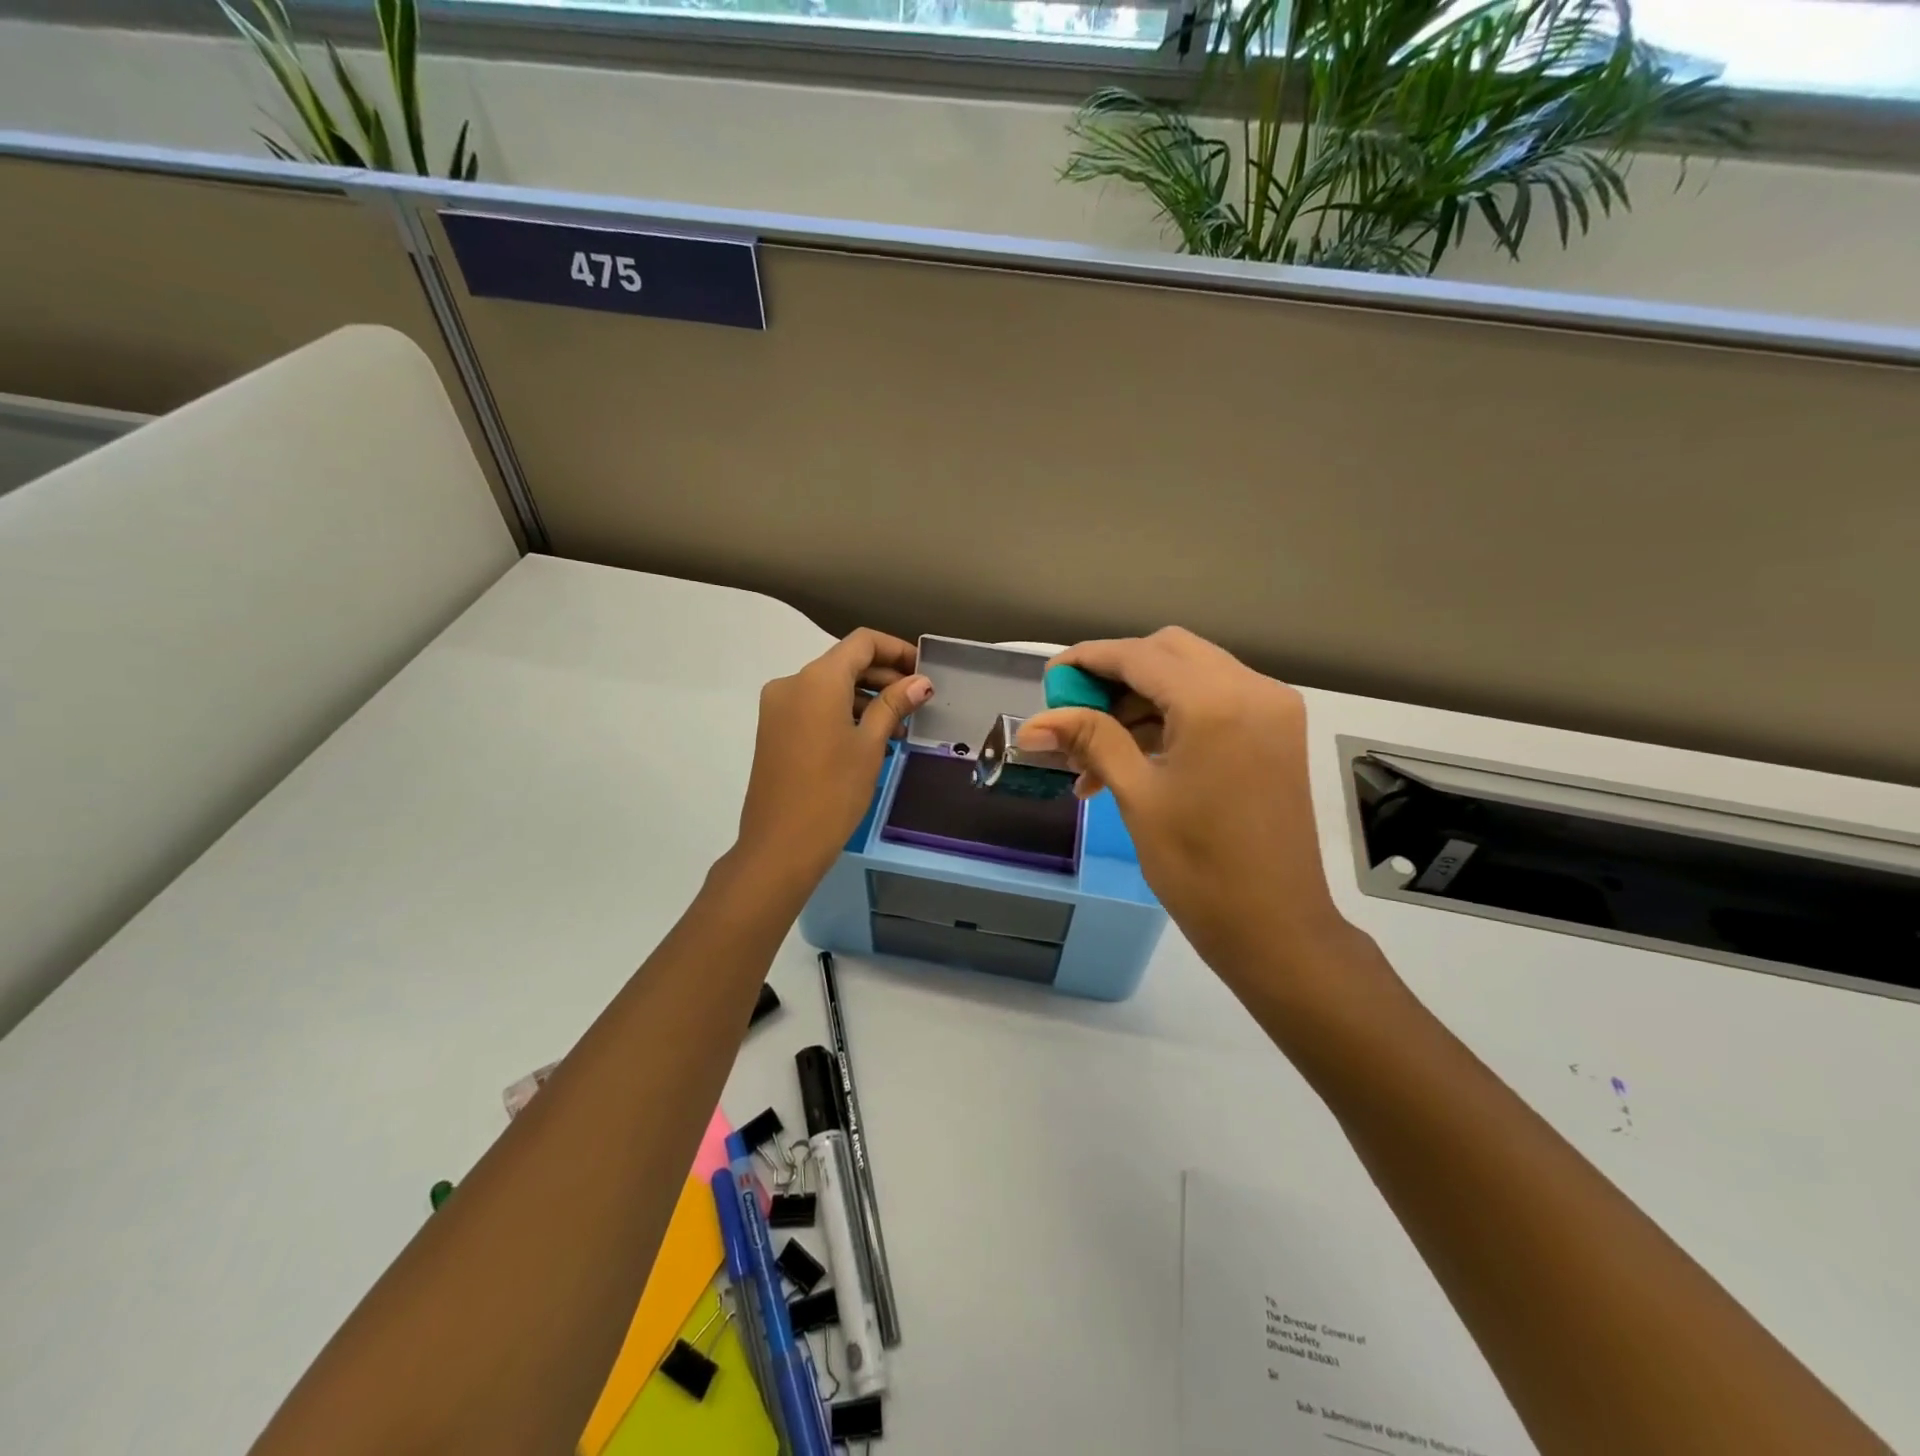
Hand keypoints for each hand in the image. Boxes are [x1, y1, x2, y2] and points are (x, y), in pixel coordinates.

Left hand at [734, 629, 931, 891]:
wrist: (780, 845)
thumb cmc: (833, 792)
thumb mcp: (870, 745)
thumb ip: (894, 705)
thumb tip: (921, 682)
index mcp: (817, 679)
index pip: (862, 642)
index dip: (896, 650)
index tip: (923, 671)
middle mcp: (792, 683)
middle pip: (844, 663)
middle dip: (883, 677)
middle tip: (917, 703)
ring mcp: (778, 707)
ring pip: (829, 687)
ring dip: (865, 699)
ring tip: (899, 729)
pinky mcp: (774, 730)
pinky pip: (814, 707)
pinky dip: (843, 713)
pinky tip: (870, 740)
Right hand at [1018, 628, 1372, 998]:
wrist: (1276, 928)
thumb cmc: (1199, 868)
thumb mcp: (1137, 796)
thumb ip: (1090, 740)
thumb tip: (1031, 724)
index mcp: (1215, 702)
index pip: (1138, 655)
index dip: (1088, 660)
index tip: (1049, 678)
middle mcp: (1252, 688)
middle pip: (1167, 652)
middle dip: (1115, 676)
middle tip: (1074, 713)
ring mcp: (1271, 709)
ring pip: (1190, 675)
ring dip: (1140, 702)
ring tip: (1093, 754)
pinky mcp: (1276, 732)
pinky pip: (1213, 701)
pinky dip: (1171, 717)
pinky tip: (1131, 757)